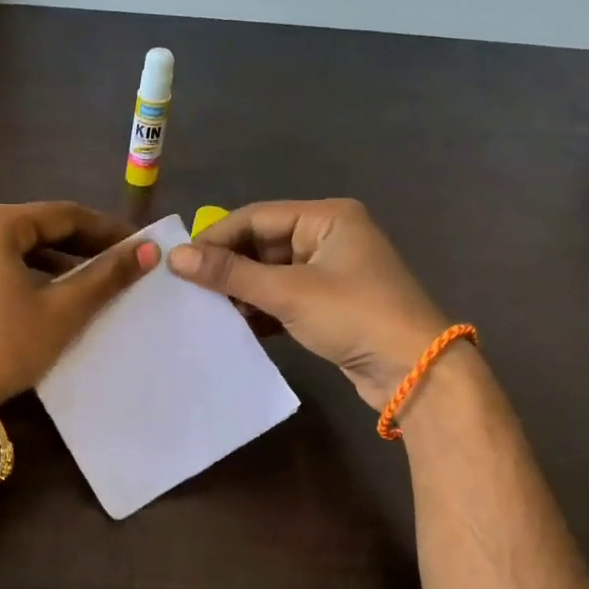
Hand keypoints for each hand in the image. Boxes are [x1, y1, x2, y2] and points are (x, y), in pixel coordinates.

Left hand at [0, 202, 158, 404]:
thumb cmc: (5, 345)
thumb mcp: (62, 311)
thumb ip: (106, 276)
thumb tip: (147, 250)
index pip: (64, 215)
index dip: (107, 230)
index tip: (139, 246)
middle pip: (39, 229)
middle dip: (82, 246)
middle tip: (120, 264)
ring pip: (18, 249)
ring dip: (57, 262)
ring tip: (92, 282)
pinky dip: (29, 275)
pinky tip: (50, 296)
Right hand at [168, 199, 449, 406]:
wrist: (413, 372)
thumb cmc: (354, 316)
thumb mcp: (288, 292)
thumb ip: (230, 274)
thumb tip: (175, 257)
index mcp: (327, 218)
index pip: (256, 217)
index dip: (215, 238)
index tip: (178, 263)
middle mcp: (328, 237)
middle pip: (261, 244)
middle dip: (227, 267)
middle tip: (188, 288)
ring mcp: (329, 272)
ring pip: (269, 273)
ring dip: (240, 290)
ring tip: (205, 308)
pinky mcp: (328, 304)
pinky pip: (282, 296)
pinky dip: (259, 308)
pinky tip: (233, 324)